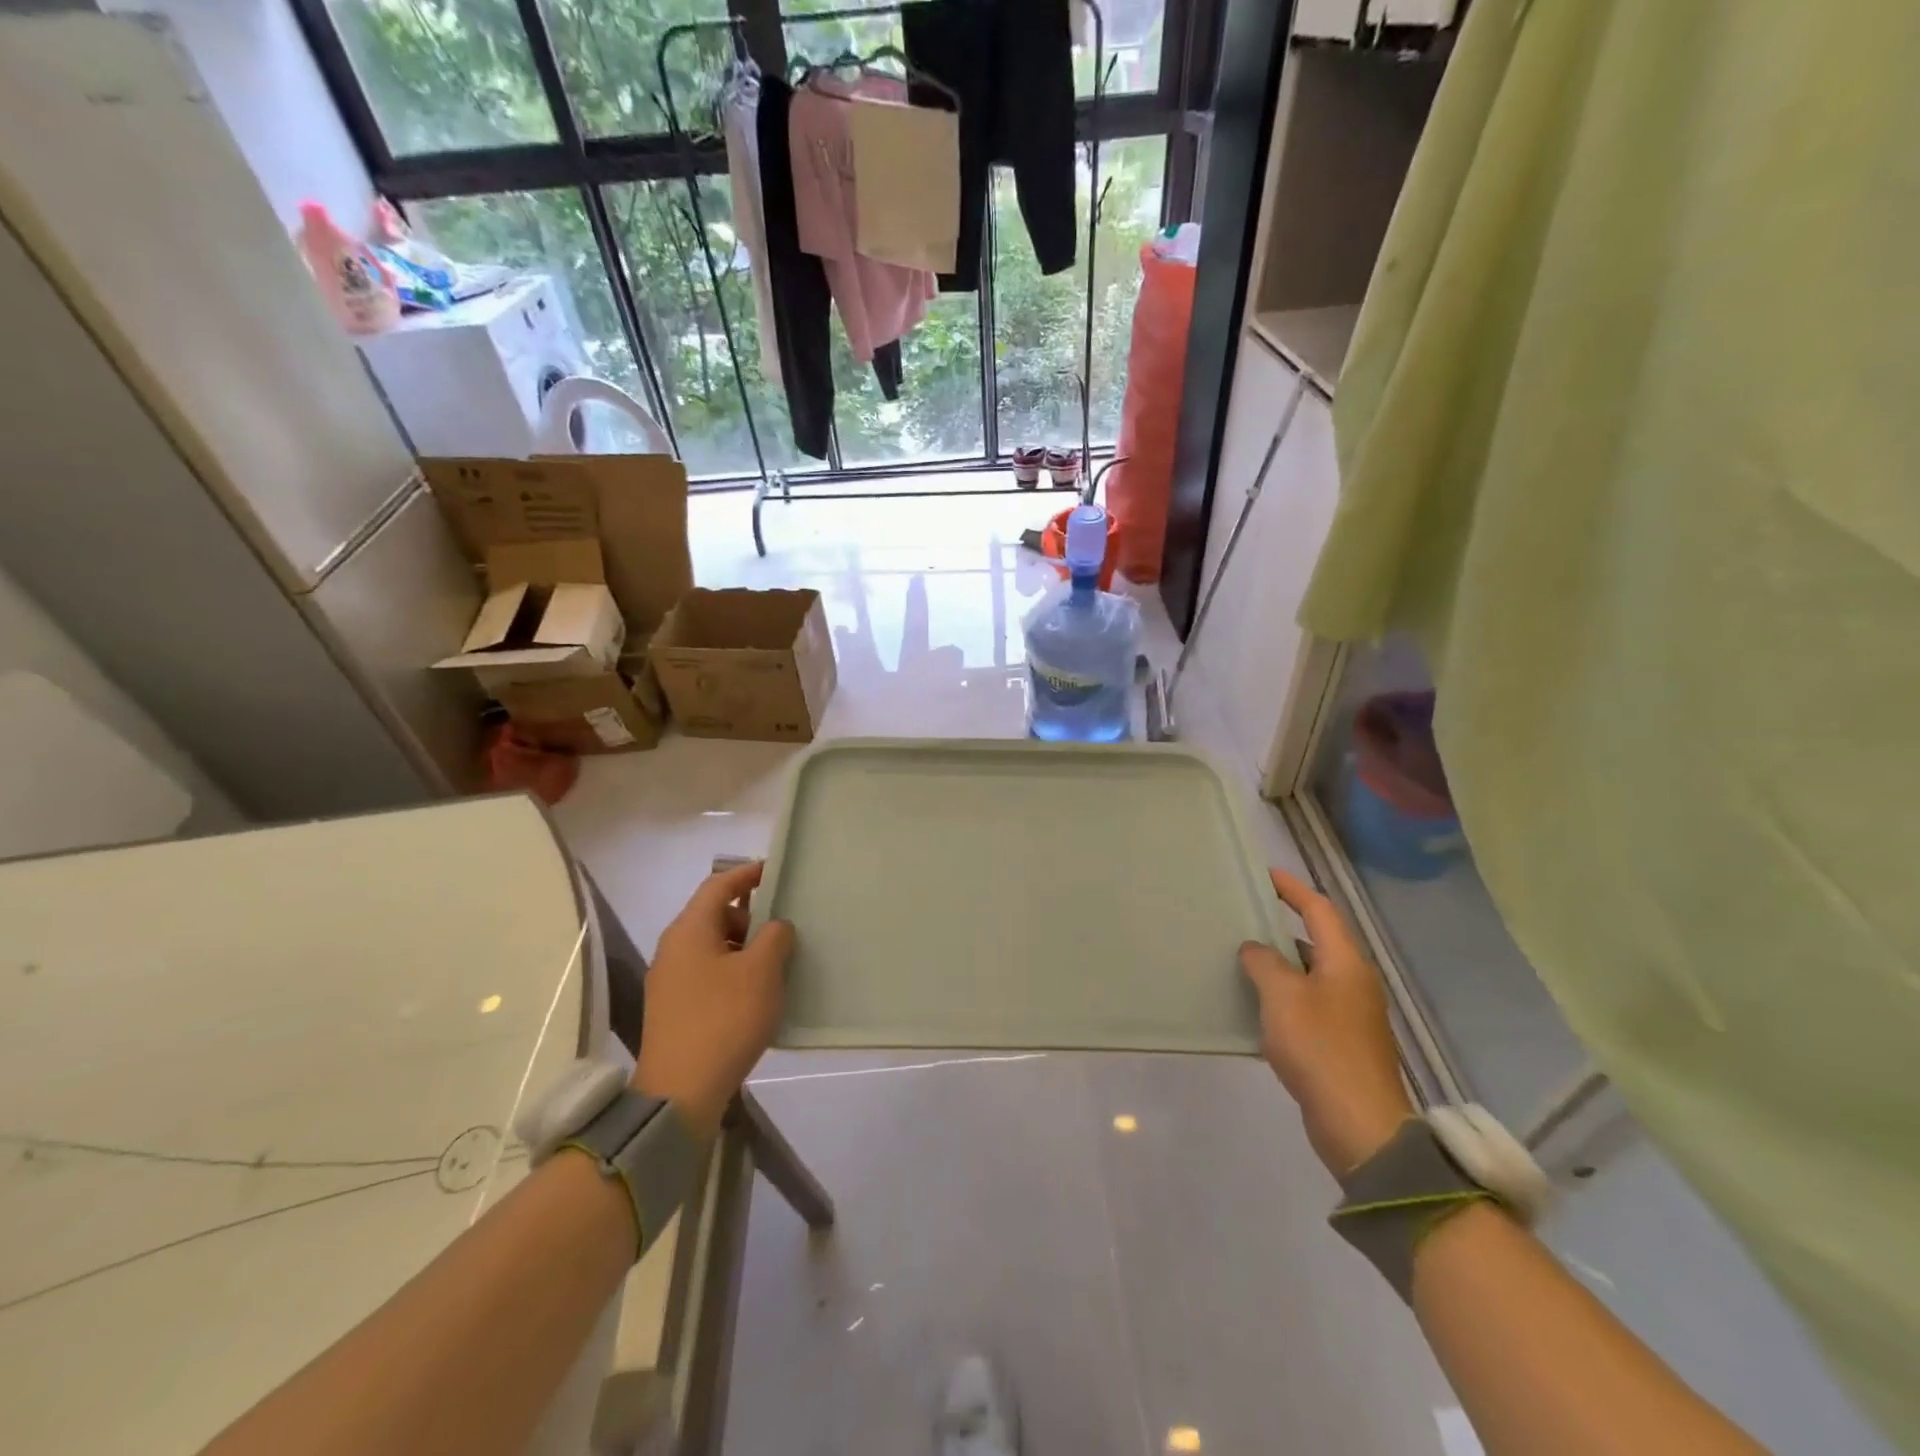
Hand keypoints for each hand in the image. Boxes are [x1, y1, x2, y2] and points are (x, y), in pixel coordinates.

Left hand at [633, 862, 795, 1137]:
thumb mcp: (762, 971)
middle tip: (784, 925)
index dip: (748, 874)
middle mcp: (674, 948)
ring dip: (744, 947)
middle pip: (714, 915)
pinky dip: (733, 971)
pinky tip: (757, 993)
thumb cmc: (724, 1018)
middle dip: (751, 915)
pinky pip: (708, 973)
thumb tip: (776, 927)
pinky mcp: (674, 1008)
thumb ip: (775, 936)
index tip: (776, 872)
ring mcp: (670, 980)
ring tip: (777, 961)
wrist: (681, 1091)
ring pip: (713, 947)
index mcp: (690, 929)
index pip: (719, 885)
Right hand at [1240, 868, 1414, 1175]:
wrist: (1359, 1124)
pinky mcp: (1339, 1043)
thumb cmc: (1320, 1048)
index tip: (1264, 874)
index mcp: (1345, 963)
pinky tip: (1253, 1004)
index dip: (1292, 889)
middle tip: (1242, 916)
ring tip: (1239, 956)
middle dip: (1280, 926)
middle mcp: (1352, 982)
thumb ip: (1264, 963)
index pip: (1319, 910)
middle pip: (1316, 941)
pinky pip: (1306, 1004)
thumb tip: (1254, 948)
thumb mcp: (1282, 996)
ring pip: (1308, 974)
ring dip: (1278, 964)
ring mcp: (1349, 1014)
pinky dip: (1281, 996)